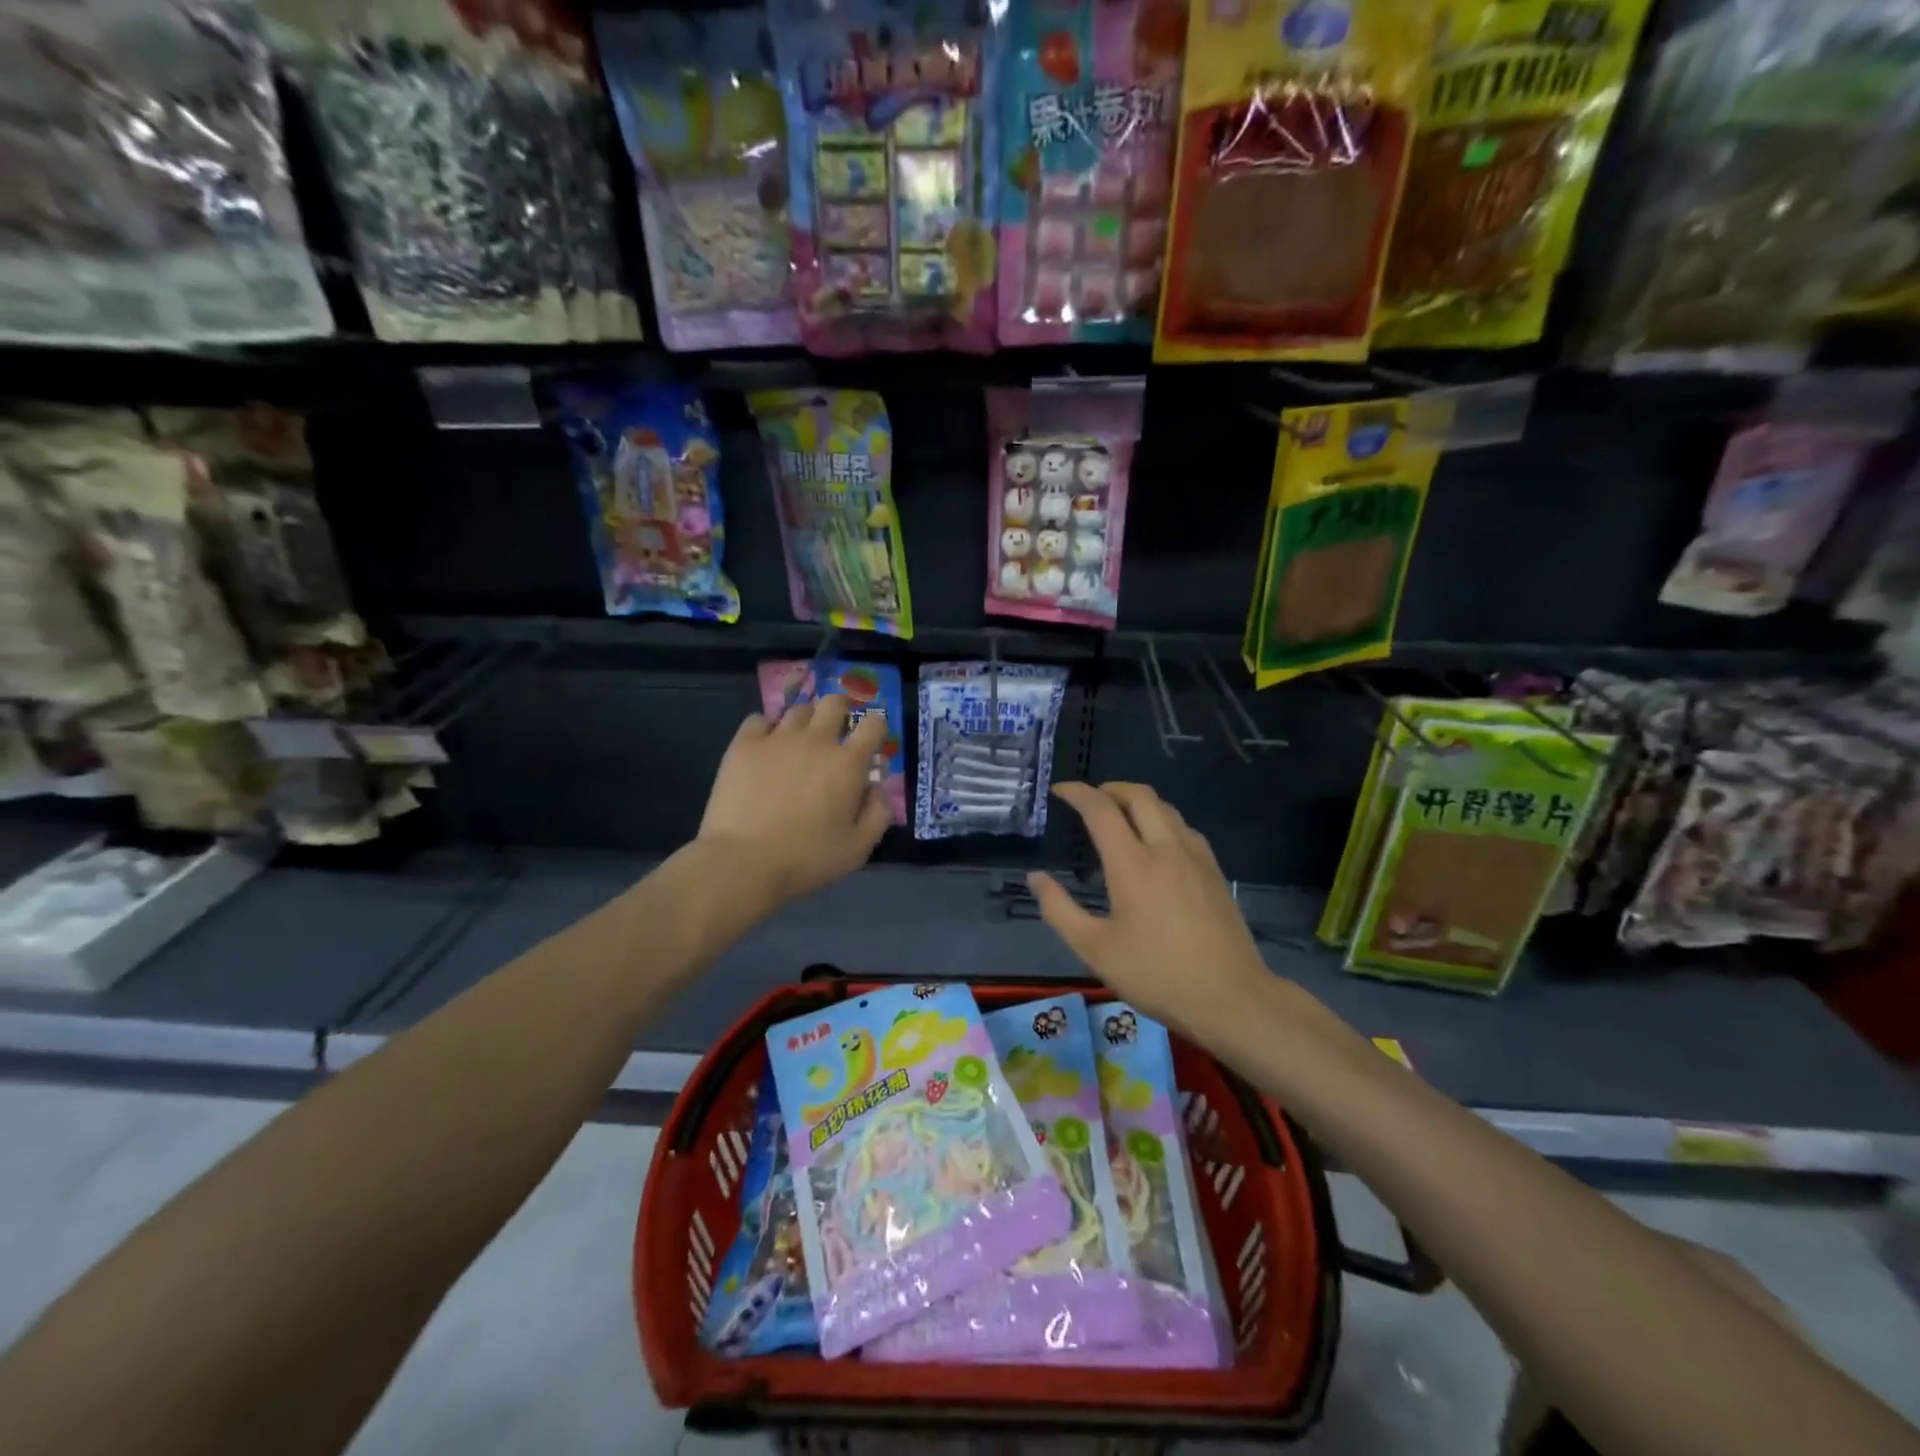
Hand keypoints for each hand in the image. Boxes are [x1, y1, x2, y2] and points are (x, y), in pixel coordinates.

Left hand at [698, 696, 891, 905]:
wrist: (743, 861)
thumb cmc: (806, 858)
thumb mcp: (858, 848)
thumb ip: (878, 813)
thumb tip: (877, 786)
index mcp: (848, 763)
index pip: (874, 725)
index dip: (876, 728)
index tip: (870, 741)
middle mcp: (816, 741)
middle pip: (835, 702)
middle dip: (841, 711)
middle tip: (836, 731)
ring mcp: (777, 739)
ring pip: (799, 709)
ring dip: (806, 721)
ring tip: (800, 740)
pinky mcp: (744, 745)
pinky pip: (759, 719)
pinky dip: (767, 728)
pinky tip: (766, 745)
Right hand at [1029, 782, 1269, 1040]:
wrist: (1230, 997)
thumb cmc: (1156, 974)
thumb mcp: (1094, 949)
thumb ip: (1059, 909)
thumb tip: (1036, 878)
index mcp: (1132, 864)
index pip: (1101, 810)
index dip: (1078, 793)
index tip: (1060, 791)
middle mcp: (1166, 849)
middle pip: (1140, 796)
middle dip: (1111, 788)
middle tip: (1091, 798)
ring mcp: (1196, 858)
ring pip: (1167, 809)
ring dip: (1139, 802)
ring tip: (1121, 817)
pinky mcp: (1215, 872)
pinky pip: (1185, 829)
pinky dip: (1163, 821)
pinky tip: (1157, 845)